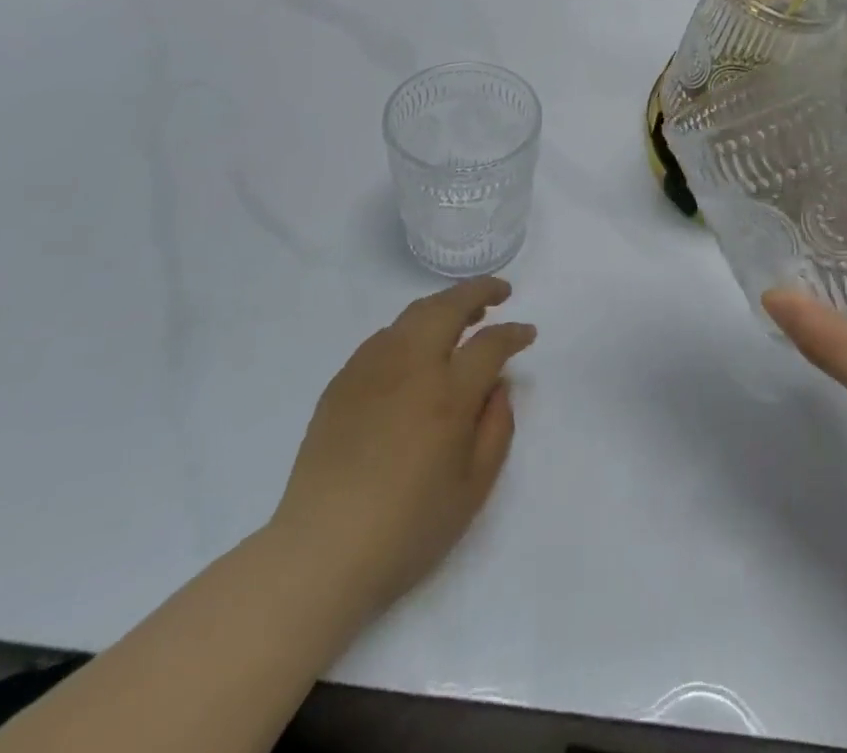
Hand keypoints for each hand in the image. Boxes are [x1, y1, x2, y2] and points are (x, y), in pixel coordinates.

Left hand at [269, 278, 535, 612]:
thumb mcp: (473, 489)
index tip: (527, 333)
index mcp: (448, 395)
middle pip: (449, 307)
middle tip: (501, 292)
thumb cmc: (407, 529)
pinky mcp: (342, 382)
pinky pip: (383, 338)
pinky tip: (416, 349)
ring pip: (413, 314)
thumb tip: (498, 386)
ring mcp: (371, 370)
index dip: (514, 333)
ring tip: (462, 314)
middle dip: (480, 291)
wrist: (320, 555)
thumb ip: (497, 428)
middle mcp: (410, 368)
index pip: (490, 343)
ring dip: (445, 305)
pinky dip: (410, 329)